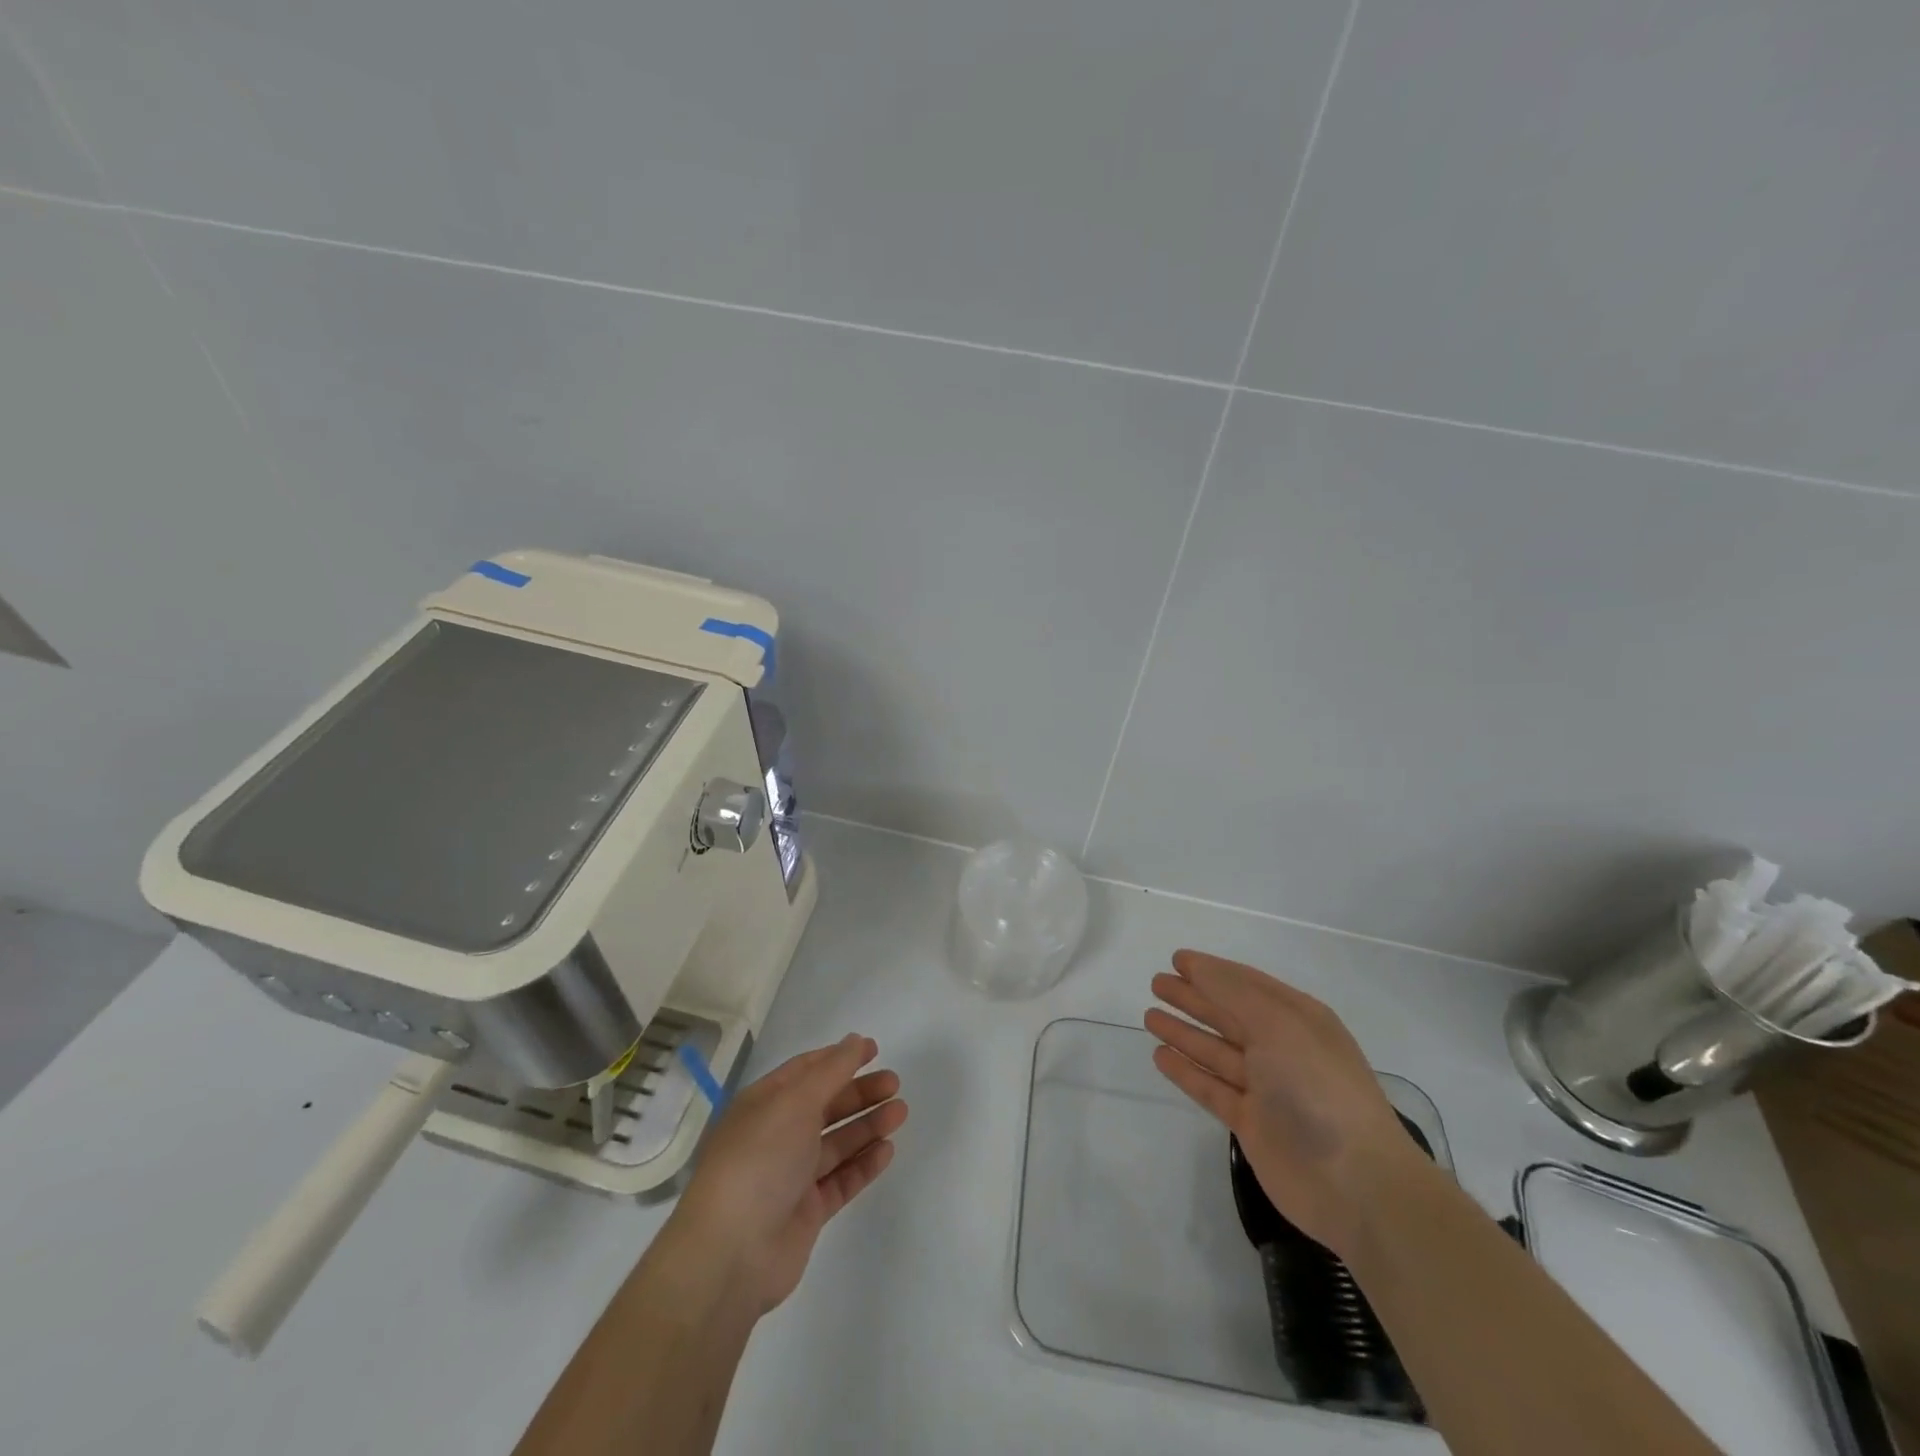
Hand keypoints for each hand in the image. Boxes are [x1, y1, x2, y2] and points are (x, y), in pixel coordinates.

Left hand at [665, 1035, 907, 1315]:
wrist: (732, 1253)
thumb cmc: (760, 1160)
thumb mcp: (796, 1102)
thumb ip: (832, 1070)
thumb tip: (855, 1040)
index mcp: (764, 1103)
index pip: (805, 1071)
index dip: (839, 1057)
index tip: (874, 1049)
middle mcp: (776, 1135)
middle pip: (825, 1105)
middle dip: (859, 1092)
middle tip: (894, 1083)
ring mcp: (791, 1175)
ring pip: (836, 1142)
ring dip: (868, 1125)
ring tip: (901, 1112)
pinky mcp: (807, 1212)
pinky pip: (841, 1179)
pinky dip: (863, 1164)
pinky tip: (887, 1150)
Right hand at [1145, 950, 1426, 1257]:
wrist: (1355, 1182)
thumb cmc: (1317, 1087)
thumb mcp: (1278, 1024)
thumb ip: (1233, 992)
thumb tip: (1197, 967)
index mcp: (1298, 1019)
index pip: (1247, 984)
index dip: (1212, 970)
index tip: (1176, 959)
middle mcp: (1282, 1049)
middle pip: (1228, 1015)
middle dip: (1193, 997)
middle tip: (1156, 983)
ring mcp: (1267, 1089)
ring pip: (1216, 1051)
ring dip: (1185, 1032)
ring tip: (1150, 1016)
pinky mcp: (1252, 1124)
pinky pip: (1211, 1088)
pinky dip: (1186, 1071)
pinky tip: (1161, 1056)